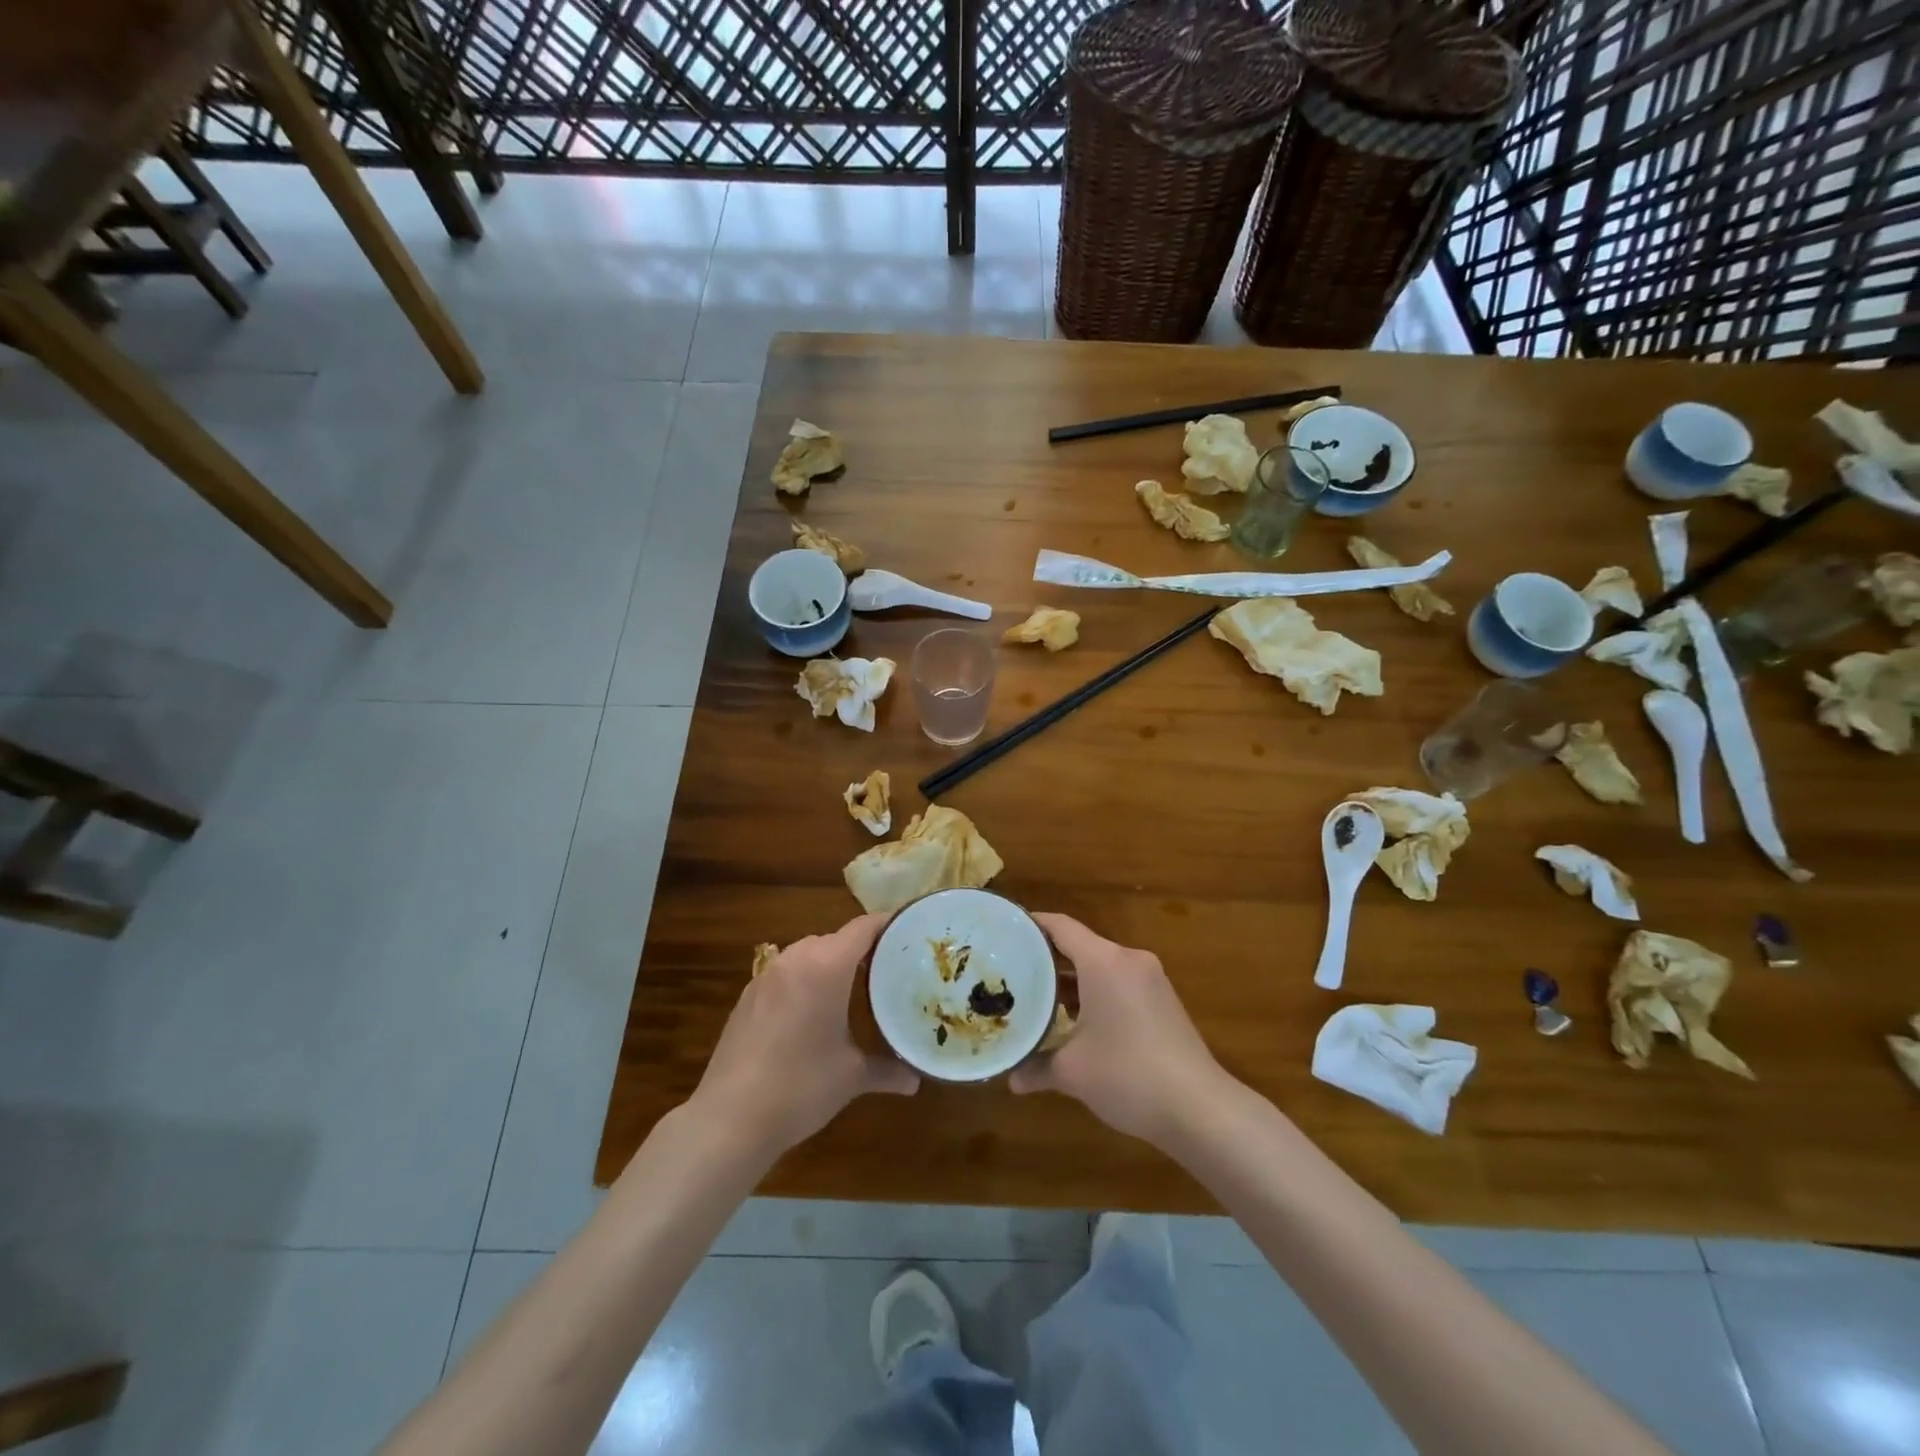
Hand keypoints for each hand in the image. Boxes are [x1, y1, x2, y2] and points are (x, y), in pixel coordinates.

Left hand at [691, 914, 918, 1157]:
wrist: (729, 1118)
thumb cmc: (800, 1087)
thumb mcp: (851, 1076)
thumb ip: (887, 1069)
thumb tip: (915, 1080)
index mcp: (826, 966)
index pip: (863, 928)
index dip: (888, 925)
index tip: (910, 932)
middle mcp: (795, 959)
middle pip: (836, 938)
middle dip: (862, 949)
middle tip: (889, 969)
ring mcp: (767, 976)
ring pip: (808, 953)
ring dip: (831, 963)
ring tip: (853, 989)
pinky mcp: (748, 996)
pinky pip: (786, 973)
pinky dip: (804, 980)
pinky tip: (811, 1012)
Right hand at [1012, 913, 1229, 1147]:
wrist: (1201, 1109)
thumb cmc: (1129, 1075)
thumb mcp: (1073, 1072)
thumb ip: (1037, 1067)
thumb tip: (1012, 1079)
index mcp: (1105, 962)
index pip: (1061, 927)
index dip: (1031, 925)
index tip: (1004, 932)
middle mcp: (1129, 960)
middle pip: (1080, 945)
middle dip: (1047, 958)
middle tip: (1012, 971)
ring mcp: (1151, 980)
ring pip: (1100, 967)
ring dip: (1071, 980)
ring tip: (1037, 997)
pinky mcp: (1163, 1000)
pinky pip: (1119, 983)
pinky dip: (1094, 993)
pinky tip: (1076, 1020)